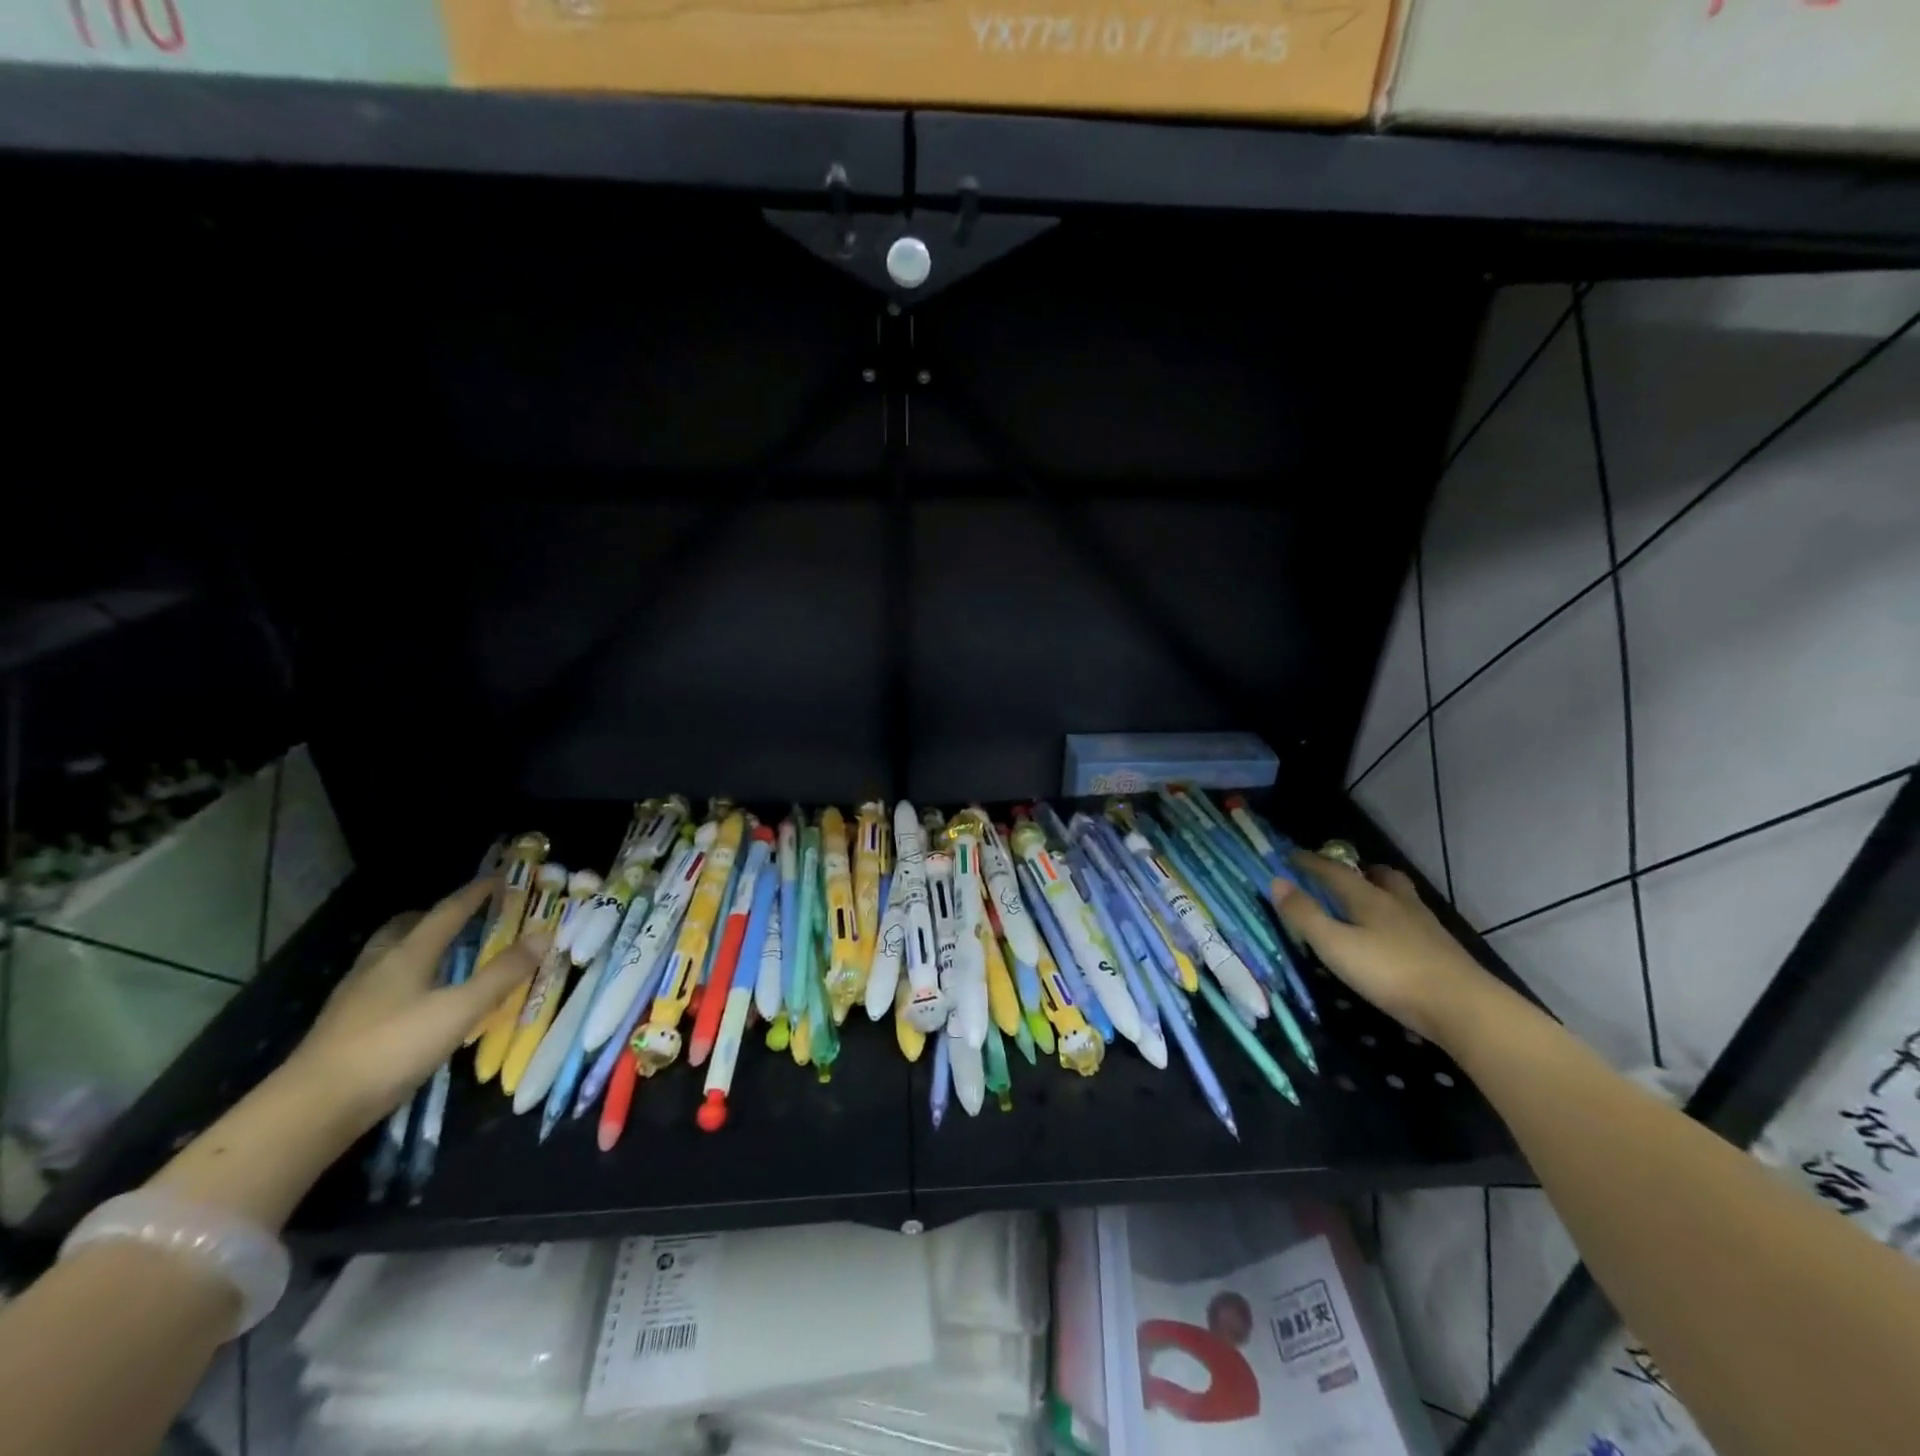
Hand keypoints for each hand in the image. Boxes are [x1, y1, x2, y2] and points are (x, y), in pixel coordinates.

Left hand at [284, 879, 543, 1129]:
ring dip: (416, 946)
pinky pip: (380, 983)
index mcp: (408, 953)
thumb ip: (502, 974)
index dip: (475, 893)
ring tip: (444, 957)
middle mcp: (378, 965)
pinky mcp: (344, 1024)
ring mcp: (355, 995)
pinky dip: (403, 977)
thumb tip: (543, 936)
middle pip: (406, 926)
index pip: (447, 911)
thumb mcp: (460, 1010)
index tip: (500, 878)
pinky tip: (416, 1000)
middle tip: (465, 918)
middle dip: (435, 916)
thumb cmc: (393, 1048)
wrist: (313, 1108)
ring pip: (388, 954)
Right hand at [1270, 853, 1494, 1043]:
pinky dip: (1398, 918)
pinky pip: (1414, 921)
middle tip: (1343, 874)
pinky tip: (1395, 937)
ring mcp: (1425, 926)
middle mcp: (1399, 904)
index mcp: (1369, 899)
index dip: (1311, 863)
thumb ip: (1305, 915)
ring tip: (1369, 902)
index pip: (1335, 872)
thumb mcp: (1336, 946)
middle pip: (1381, 876)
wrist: (1464, 1008)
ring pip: (1401, 897)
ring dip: (1383, 891)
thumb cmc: (1390, 973)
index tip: (1291, 856)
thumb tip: (1276, 881)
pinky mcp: (1442, 950)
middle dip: (1360, 870)